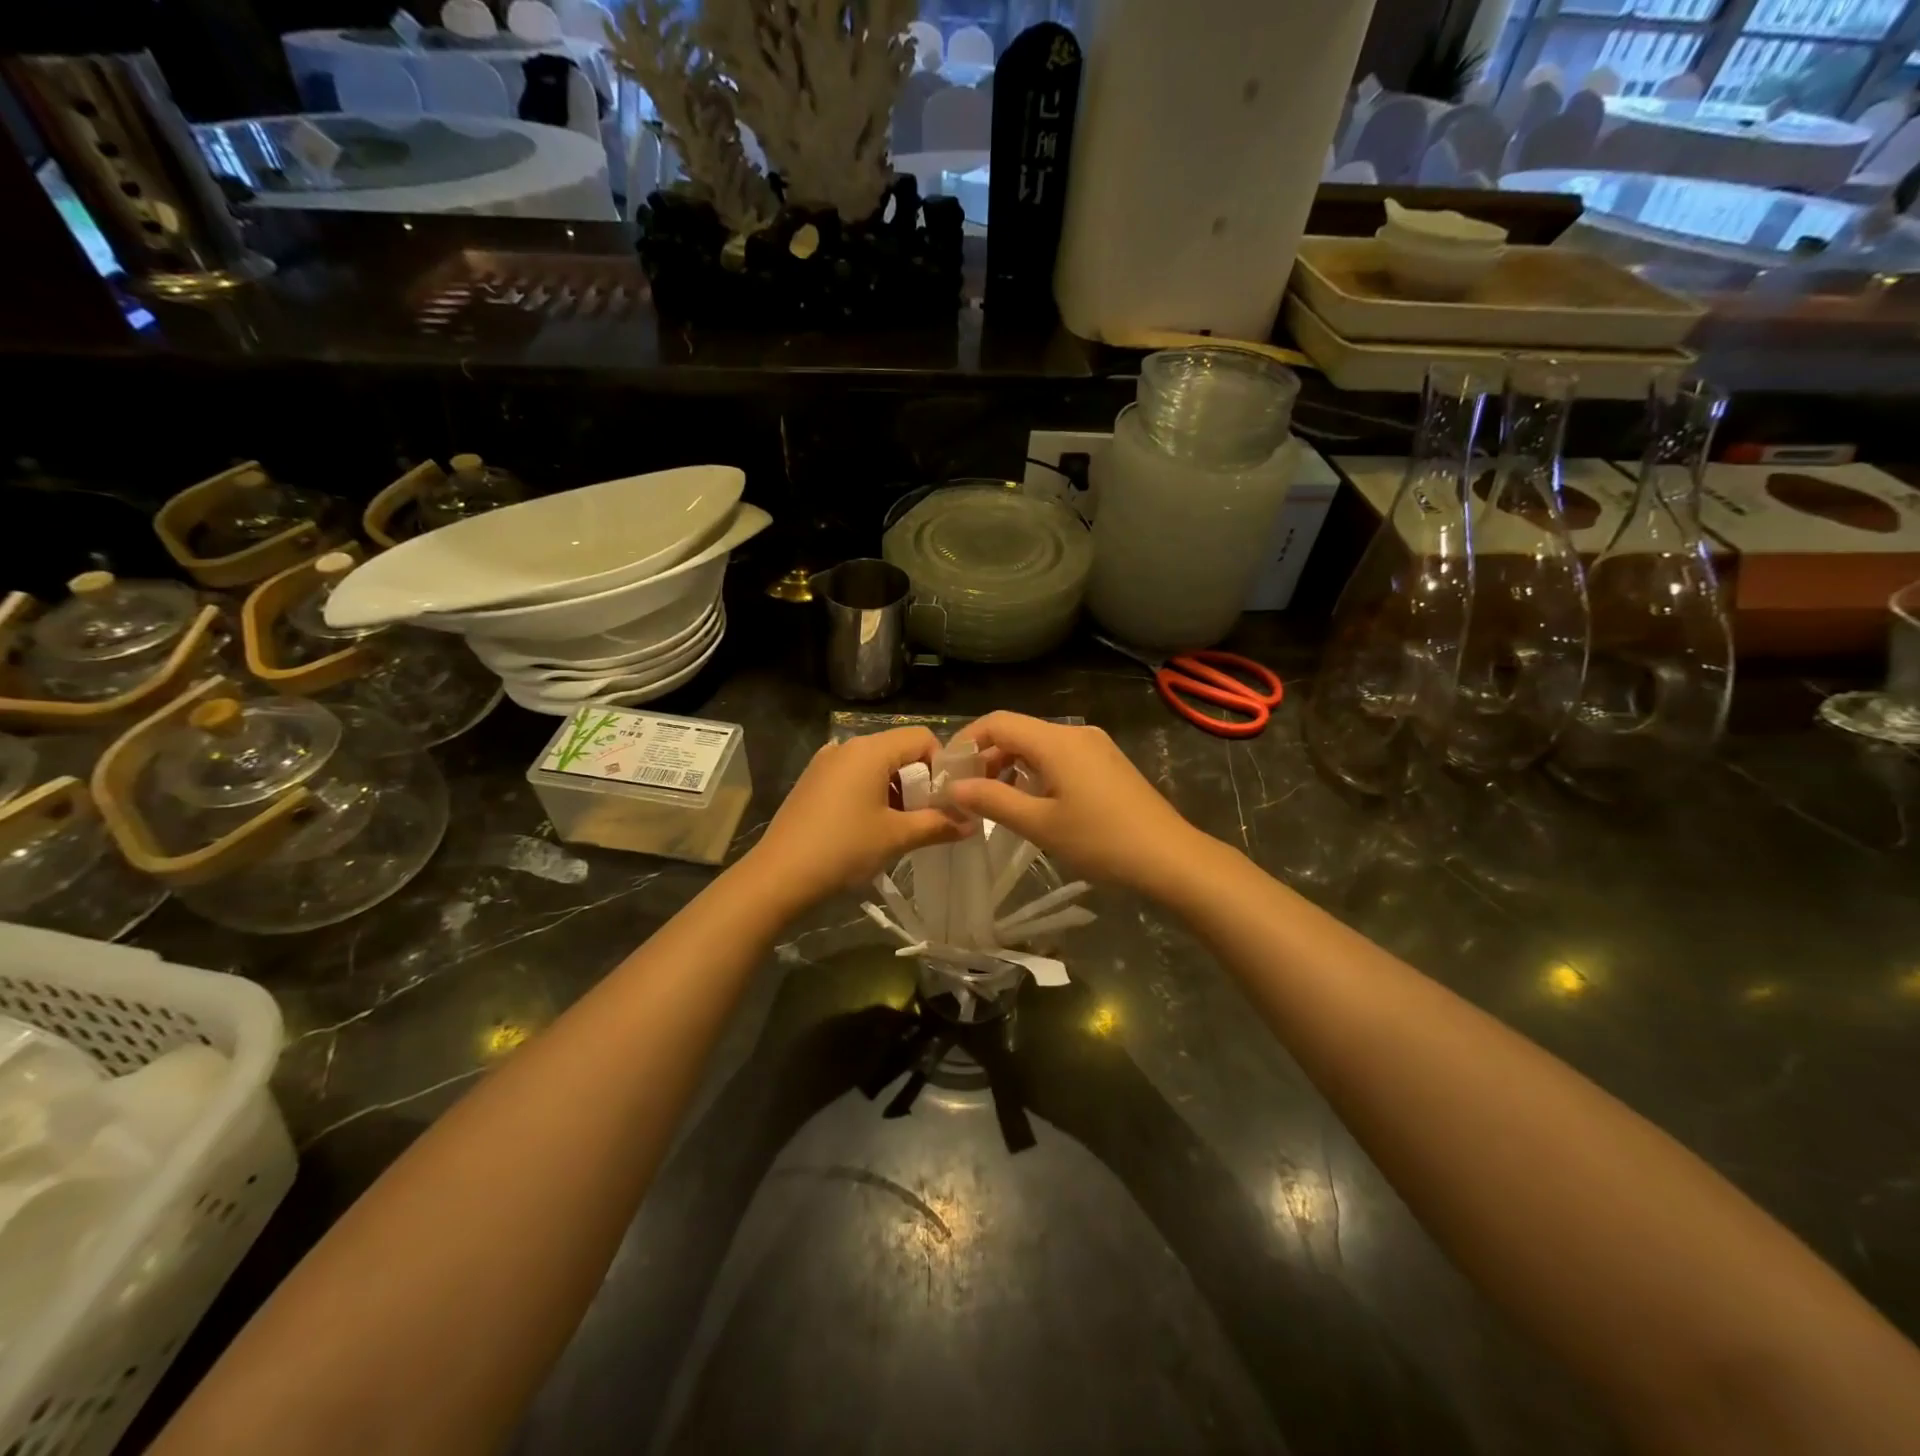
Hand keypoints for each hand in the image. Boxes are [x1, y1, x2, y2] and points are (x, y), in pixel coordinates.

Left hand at [747, 727, 968, 909]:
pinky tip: (870, 826)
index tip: (947, 798)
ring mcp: (825, 763)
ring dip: (896, 789)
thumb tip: (973, 823)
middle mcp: (847, 746)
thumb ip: (939, 824)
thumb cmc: (844, 849)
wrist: (779, 876)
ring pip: (876, 765)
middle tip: (928, 816)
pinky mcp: (812, 781)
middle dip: (920, 780)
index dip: (942, 765)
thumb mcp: (897, 837)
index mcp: (870, 750)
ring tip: (901, 826)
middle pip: (898, 750)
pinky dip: (871, 793)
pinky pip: (853, 776)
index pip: (921, 738)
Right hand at [944, 712, 1206, 894]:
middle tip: (966, 793)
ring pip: (1038, 745)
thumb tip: (954, 788)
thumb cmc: (1101, 841)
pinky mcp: (1107, 763)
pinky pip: (1060, 756)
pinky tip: (1032, 801)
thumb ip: (993, 801)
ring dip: (1010, 766)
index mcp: (1056, 741)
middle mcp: (1075, 733)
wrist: (1170, 858)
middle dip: (987, 757)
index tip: (947, 772)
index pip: (997, 722)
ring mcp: (1095, 746)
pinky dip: (1036, 771)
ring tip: (993, 801)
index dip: (966, 742)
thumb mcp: (1040, 824)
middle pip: (1018, 731)